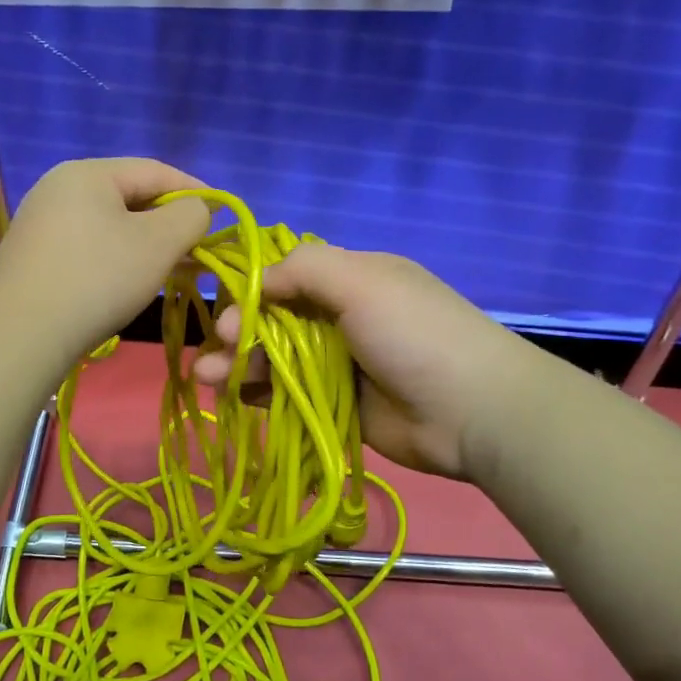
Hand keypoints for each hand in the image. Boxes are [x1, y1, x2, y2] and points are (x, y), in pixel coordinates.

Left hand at [0, 158, 212, 365]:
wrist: (21, 334)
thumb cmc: (98, 279)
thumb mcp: (158, 243)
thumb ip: (190, 216)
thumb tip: (196, 209)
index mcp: (87, 173)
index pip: (155, 170)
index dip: (194, 190)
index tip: (222, 215)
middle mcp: (58, 188)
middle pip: (130, 196)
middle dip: (169, 222)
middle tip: (199, 248)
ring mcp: (41, 223)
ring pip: (110, 225)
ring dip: (146, 244)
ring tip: (173, 268)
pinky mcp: (33, 256)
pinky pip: (88, 246)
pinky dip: (117, 259)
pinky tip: (131, 282)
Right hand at [191, 243, 524, 480]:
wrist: (473, 411)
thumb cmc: (414, 334)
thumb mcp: (361, 281)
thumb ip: (304, 269)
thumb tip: (257, 280)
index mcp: (354, 278)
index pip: (289, 274)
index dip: (252, 289)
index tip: (225, 308)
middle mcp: (344, 317)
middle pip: (276, 319)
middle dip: (240, 331)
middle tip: (218, 350)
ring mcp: (341, 363)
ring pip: (277, 358)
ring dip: (240, 364)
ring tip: (208, 378)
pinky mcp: (339, 405)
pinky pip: (289, 395)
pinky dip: (259, 394)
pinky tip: (233, 398)